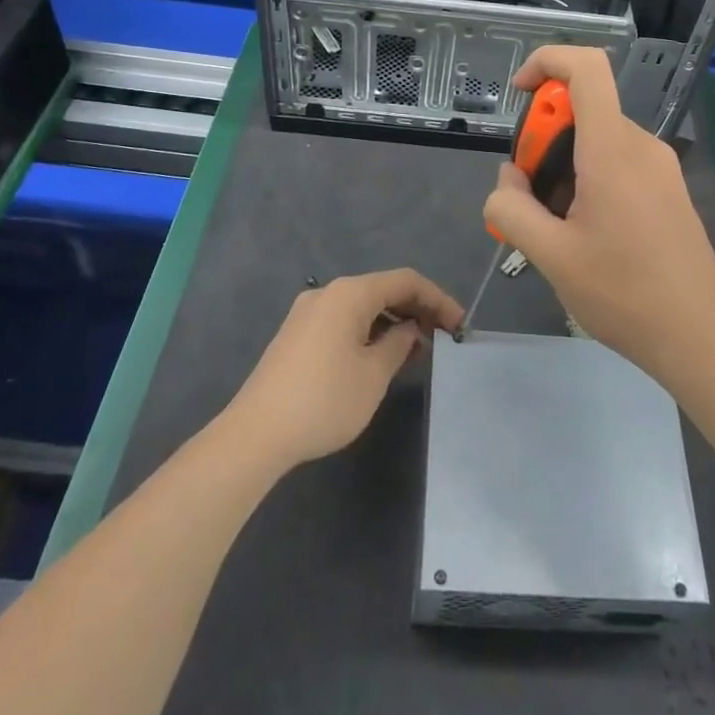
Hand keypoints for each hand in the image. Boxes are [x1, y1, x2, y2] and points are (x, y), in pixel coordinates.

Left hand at [228, 269, 462, 467]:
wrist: (255, 434)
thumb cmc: (324, 400)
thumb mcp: (374, 374)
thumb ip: (399, 344)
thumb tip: (408, 330)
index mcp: (350, 293)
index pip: (406, 281)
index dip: (437, 299)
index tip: (459, 325)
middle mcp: (328, 293)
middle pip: (383, 289)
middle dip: (416, 310)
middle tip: (442, 338)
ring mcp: (308, 312)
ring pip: (363, 306)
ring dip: (392, 322)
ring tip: (416, 352)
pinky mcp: (297, 334)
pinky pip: (344, 320)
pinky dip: (369, 331)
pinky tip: (380, 357)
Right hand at [481, 47, 714, 373]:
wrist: (699, 336)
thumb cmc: (624, 293)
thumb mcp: (550, 256)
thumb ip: (512, 209)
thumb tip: (507, 181)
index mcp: (613, 150)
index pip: (586, 67)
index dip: (547, 62)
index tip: (519, 95)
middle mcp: (642, 146)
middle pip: (583, 110)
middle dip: (543, 140)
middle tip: (530, 197)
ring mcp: (661, 168)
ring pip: (598, 140)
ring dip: (563, 166)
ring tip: (555, 227)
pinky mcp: (669, 190)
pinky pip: (619, 162)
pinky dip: (589, 179)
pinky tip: (584, 235)